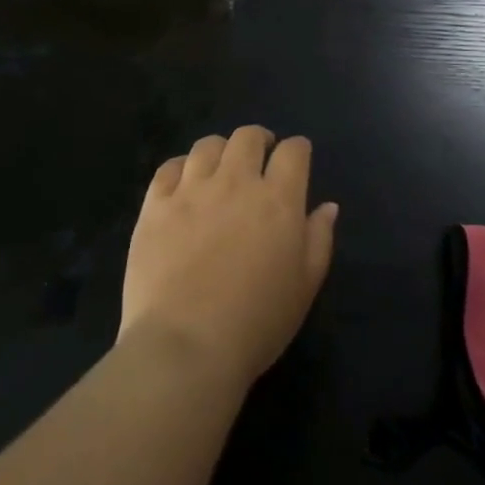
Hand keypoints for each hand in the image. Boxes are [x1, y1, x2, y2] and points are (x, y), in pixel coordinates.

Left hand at [120, 126, 337, 393]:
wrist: (185, 347)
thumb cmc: (256, 323)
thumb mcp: (304, 287)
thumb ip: (319, 239)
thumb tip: (327, 206)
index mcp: (278, 199)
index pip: (293, 151)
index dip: (297, 150)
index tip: (296, 159)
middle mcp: (236, 182)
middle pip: (248, 136)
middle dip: (259, 141)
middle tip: (259, 159)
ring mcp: (192, 190)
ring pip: (208, 145)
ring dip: (221, 151)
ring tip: (221, 169)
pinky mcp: (156, 205)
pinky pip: (169, 167)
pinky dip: (181, 167)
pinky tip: (185, 183)